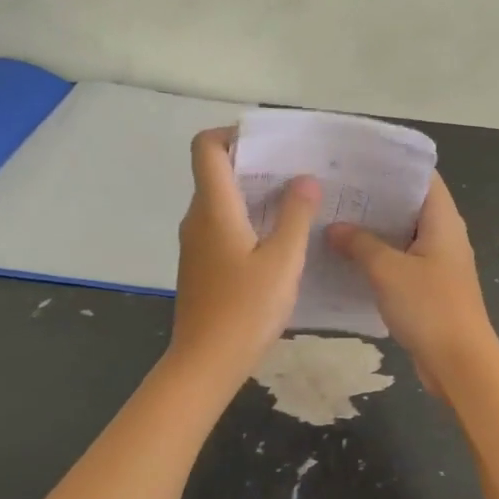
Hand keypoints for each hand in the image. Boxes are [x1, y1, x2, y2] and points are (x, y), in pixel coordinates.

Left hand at [171, 128, 319, 378]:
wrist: (205, 364)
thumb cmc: (245, 310)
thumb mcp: (283, 261)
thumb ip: (295, 216)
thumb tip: (304, 179)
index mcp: (213, 208)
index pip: (206, 147)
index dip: (232, 133)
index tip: (269, 142)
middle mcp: (197, 218)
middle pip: (216, 172)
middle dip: (254, 164)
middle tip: (297, 171)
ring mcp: (195, 243)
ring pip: (221, 201)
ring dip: (253, 194)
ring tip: (296, 202)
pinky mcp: (200, 265)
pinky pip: (221, 226)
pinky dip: (246, 220)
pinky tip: (277, 239)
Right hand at [326, 174, 498, 397]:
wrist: (459, 365)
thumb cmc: (430, 308)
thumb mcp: (388, 271)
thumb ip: (360, 244)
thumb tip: (335, 228)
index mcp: (443, 221)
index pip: (421, 177)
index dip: (392, 165)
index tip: (357, 160)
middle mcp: (444, 236)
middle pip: (409, 205)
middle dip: (375, 197)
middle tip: (336, 188)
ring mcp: (437, 263)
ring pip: (402, 235)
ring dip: (373, 229)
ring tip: (334, 217)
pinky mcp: (428, 287)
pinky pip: (400, 261)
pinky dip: (377, 255)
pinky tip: (346, 256)